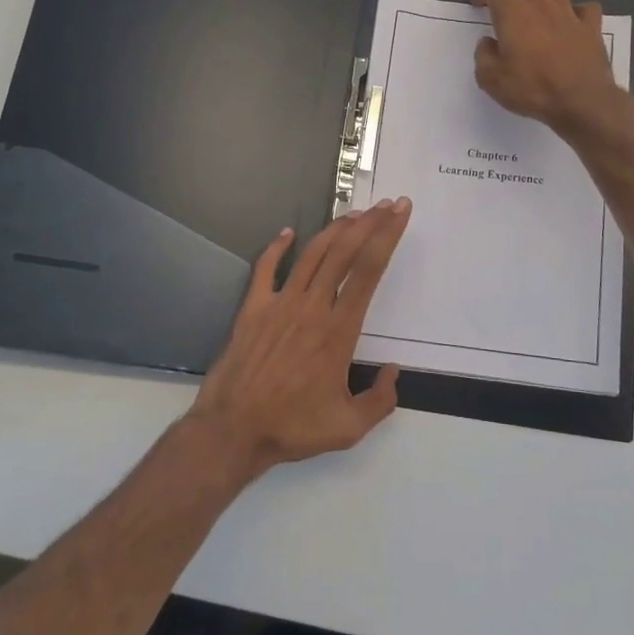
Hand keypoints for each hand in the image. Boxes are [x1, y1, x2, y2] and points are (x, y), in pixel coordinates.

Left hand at [188, 200, 411, 477]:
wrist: (233, 430)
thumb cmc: (292, 427)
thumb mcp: (349, 427)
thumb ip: (380, 400)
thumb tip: (394, 372)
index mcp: (339, 330)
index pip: (369, 271)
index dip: (387, 236)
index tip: (400, 213)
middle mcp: (312, 307)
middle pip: (345, 252)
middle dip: (369, 223)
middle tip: (387, 204)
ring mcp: (280, 303)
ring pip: (312, 254)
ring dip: (335, 229)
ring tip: (354, 214)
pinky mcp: (253, 308)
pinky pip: (266, 268)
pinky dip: (277, 247)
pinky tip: (287, 232)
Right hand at [473, 0, 618, 133]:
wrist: (582, 101)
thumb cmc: (533, 90)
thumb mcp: (492, 81)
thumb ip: (483, 57)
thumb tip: (488, 43)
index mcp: (512, 14)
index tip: (479, 5)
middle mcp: (540, 4)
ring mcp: (569, 12)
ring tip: (537, 9)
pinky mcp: (591, 26)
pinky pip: (586, 6)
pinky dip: (576, 11)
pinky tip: (570, 25)